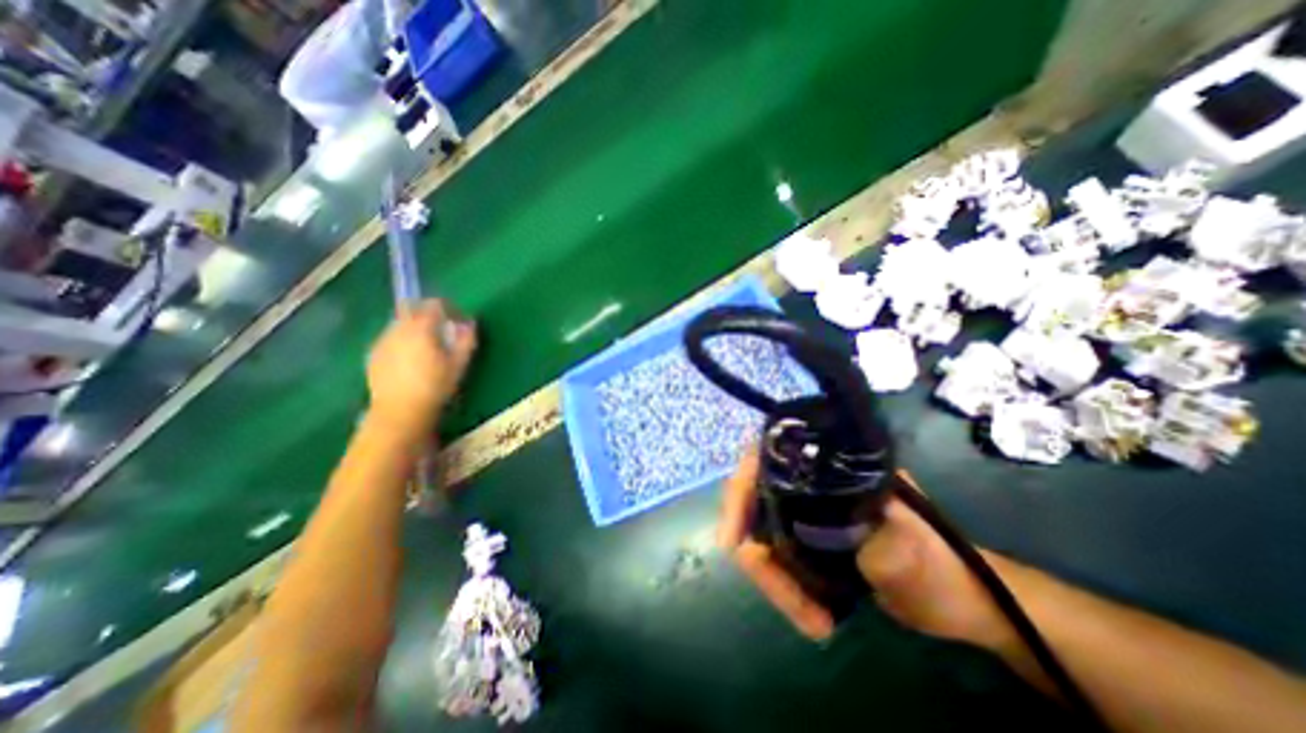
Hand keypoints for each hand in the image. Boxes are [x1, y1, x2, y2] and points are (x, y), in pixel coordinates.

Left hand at [366, 297, 479, 433]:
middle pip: (412, 308)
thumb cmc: (435, 387)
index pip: (435, 304)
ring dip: (415, 326)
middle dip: (429, 313)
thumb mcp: (459, 364)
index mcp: (421, 328)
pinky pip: (391, 337)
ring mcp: (382, 340)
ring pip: (400, 322)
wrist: (399, 411)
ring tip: (428, 345)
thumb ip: (466, 340)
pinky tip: (411, 359)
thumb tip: (470, 324)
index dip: (451, 308)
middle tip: (443, 328)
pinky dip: (403, 340)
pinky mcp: (373, 354)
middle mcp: (398, 328)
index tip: (460, 320)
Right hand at [719, 452, 1001, 645]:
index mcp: (830, 468)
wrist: (963, 600)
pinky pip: (776, 554)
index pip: (763, 465)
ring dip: (774, 577)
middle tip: (787, 599)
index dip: (740, 497)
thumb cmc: (944, 569)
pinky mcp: (807, 535)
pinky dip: (783, 582)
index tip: (733, 543)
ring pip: (762, 534)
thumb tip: (811, 524)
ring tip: (811, 617)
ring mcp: (806, 509)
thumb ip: (860, 534)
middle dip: (760, 554)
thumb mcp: (905, 551)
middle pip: (753, 504)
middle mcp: (809, 481)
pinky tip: (809, 610)